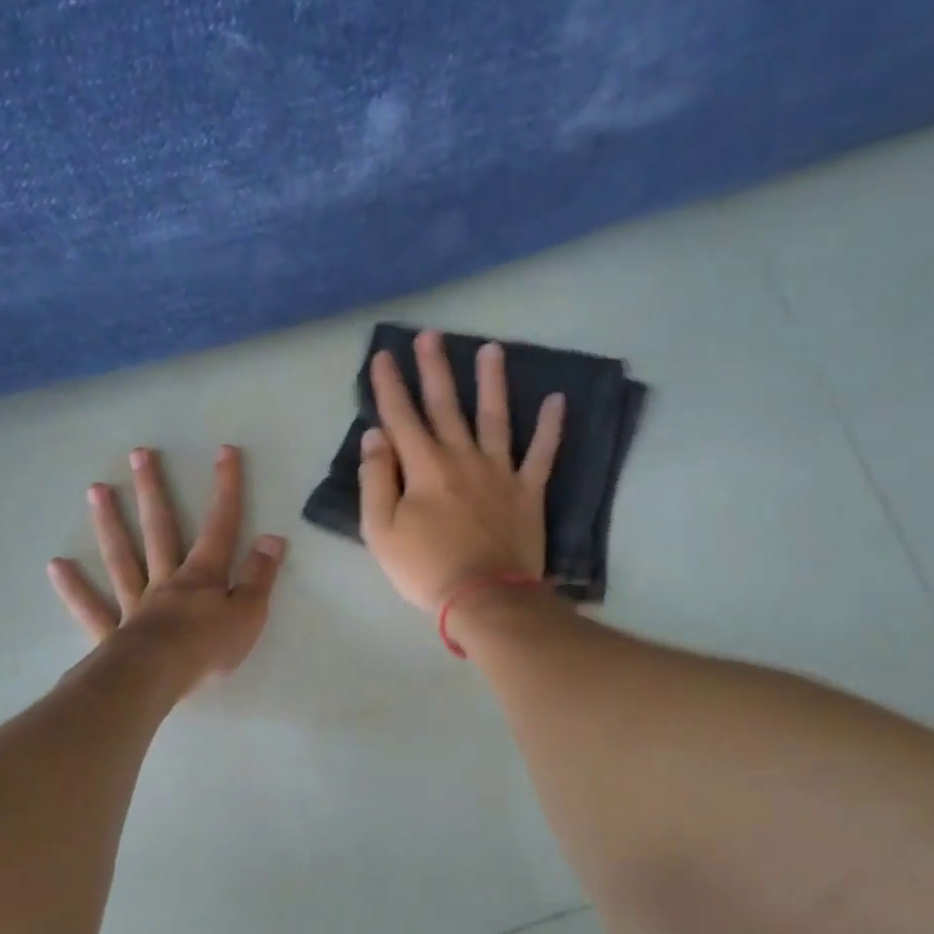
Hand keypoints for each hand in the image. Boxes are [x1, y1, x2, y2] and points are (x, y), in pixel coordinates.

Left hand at [48, 445, 285, 684]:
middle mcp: (166, 580)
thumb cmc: (207, 648)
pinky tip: (56, 565)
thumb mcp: (249, 613)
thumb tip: (273, 538)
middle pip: (160, 529)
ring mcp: (135, 603)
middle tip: (138, 454)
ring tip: (96, 489)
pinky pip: (91, 607)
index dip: (225, 488)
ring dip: (110, 523)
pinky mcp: (112, 632)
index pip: (220, 526)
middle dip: (153, 490)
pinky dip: (74, 588)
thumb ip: (260, 576)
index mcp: (202, 576)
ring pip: (122, 557)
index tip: (225, 452)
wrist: (156, 679)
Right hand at [359, 329, 563, 612]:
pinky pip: (542, 453)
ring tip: (492, 349)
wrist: (485, 598)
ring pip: (495, 417)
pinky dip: (551, 427)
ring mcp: (500, 472)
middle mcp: (462, 458)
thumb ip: (376, 480)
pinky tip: (557, 400)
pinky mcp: (528, 491)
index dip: (389, 386)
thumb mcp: (381, 530)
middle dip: (435, 369)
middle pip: (446, 406)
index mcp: (424, 467)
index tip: (382, 356)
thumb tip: (376, 437)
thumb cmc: (426, 568)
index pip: (401, 416)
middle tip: (431, 335)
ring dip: (492, 382)